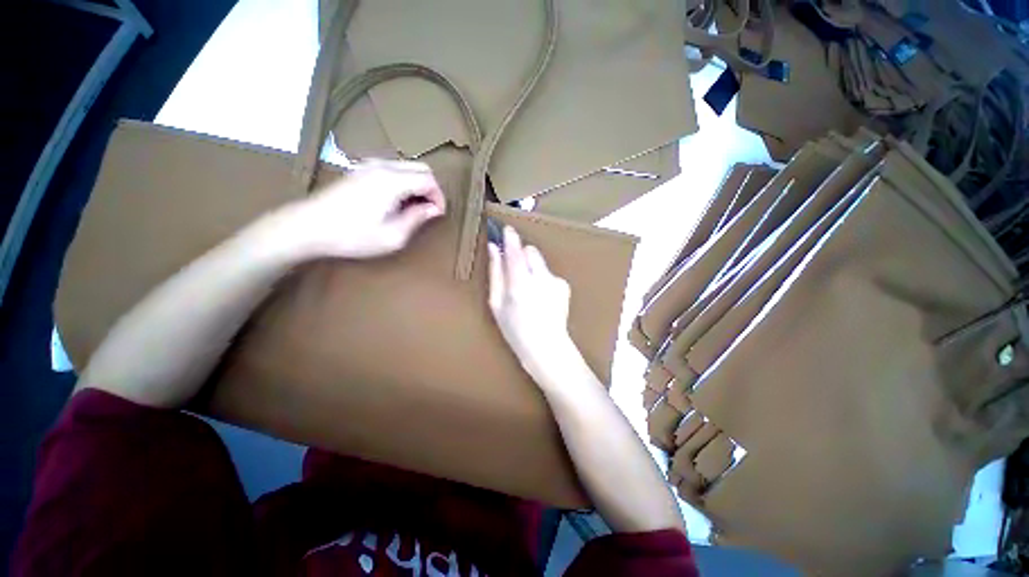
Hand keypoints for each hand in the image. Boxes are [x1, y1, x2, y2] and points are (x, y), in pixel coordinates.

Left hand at [281, 159, 445, 258]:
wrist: (307, 226)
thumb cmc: (352, 235)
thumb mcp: (392, 236)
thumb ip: (416, 219)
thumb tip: (432, 209)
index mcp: (392, 181)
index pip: (429, 179)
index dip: (439, 197)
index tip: (438, 214)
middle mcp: (382, 166)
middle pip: (421, 168)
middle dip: (431, 189)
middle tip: (429, 210)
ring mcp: (369, 165)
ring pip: (407, 166)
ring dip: (418, 184)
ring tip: (414, 208)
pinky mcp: (360, 170)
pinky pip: (393, 169)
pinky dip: (404, 181)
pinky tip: (397, 201)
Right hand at [488, 226, 577, 380]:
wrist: (546, 347)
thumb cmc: (515, 330)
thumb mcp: (497, 304)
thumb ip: (496, 273)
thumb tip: (493, 248)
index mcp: (519, 284)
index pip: (514, 250)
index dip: (509, 237)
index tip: (505, 229)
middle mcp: (540, 279)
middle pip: (530, 251)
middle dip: (521, 256)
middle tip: (515, 273)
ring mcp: (555, 281)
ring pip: (540, 262)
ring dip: (532, 268)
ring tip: (529, 290)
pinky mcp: (564, 285)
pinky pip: (549, 273)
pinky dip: (543, 279)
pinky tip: (541, 297)